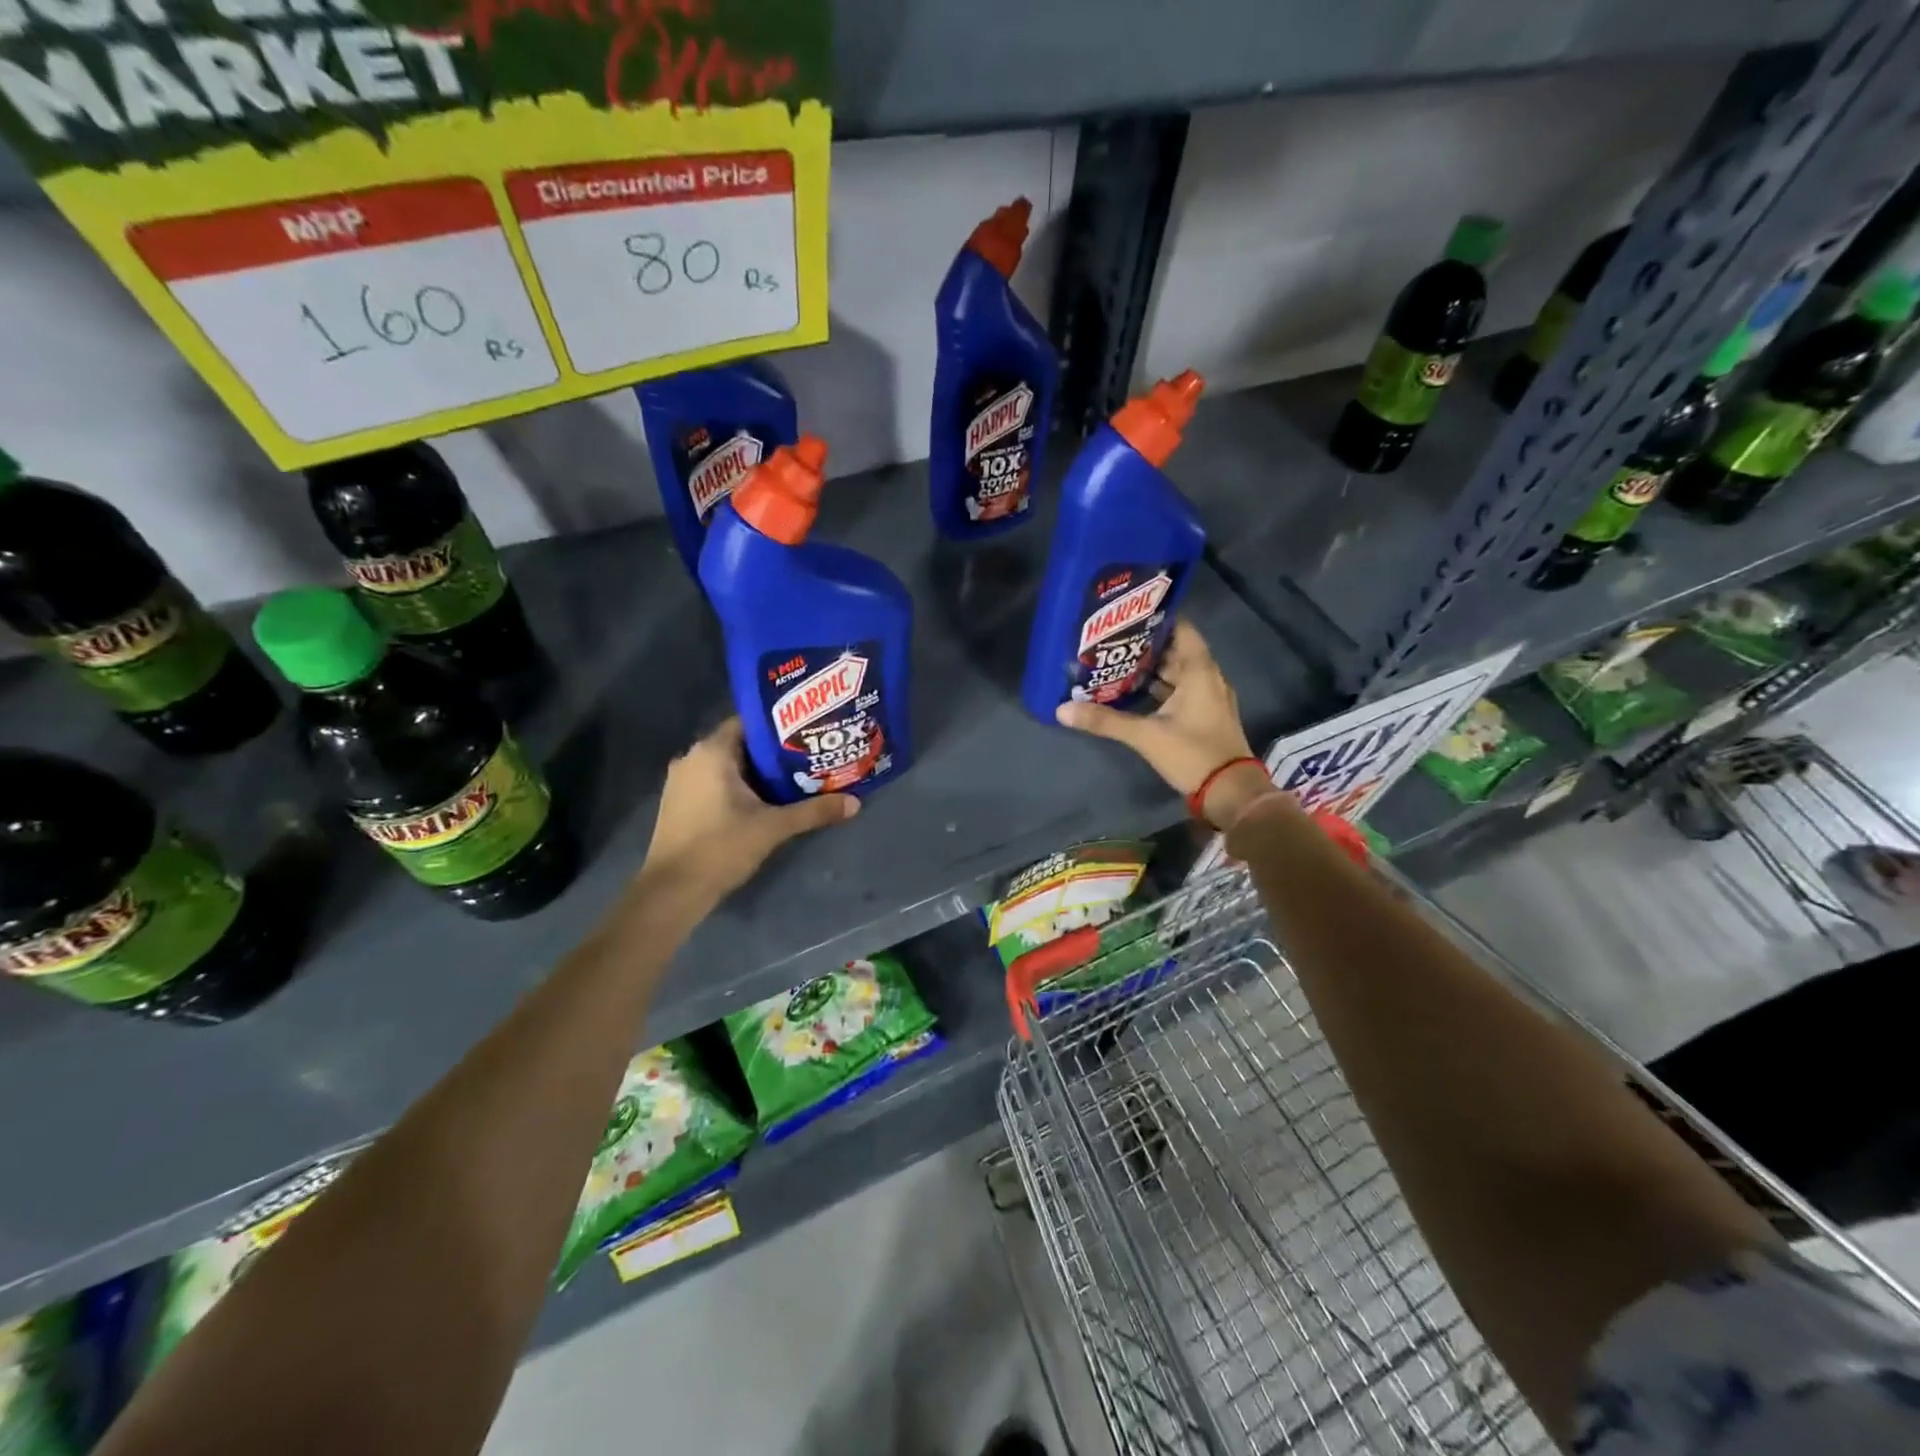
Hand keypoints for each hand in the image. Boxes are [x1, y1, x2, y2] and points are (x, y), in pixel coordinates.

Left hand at [642, 718, 858, 904]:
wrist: (671, 891)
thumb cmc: (721, 847)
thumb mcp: (773, 827)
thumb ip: (814, 811)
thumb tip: (855, 803)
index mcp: (712, 752)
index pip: (749, 722)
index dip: (780, 727)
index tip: (807, 734)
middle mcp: (692, 758)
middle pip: (740, 744)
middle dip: (773, 752)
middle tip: (808, 757)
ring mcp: (681, 781)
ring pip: (727, 766)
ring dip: (756, 772)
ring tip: (793, 778)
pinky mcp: (679, 803)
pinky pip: (714, 782)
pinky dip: (737, 787)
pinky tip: (763, 801)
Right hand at [1055, 620, 1274, 828]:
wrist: (1230, 792)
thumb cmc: (1192, 753)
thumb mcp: (1145, 735)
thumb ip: (1105, 720)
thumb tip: (1062, 710)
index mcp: (1199, 671)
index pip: (1181, 629)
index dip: (1156, 619)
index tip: (1128, 616)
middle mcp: (1208, 677)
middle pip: (1176, 651)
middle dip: (1146, 646)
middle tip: (1113, 640)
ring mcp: (1209, 698)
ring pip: (1178, 673)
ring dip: (1152, 669)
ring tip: (1118, 663)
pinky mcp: (1206, 716)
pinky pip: (1182, 691)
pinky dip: (1161, 688)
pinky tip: (1136, 693)